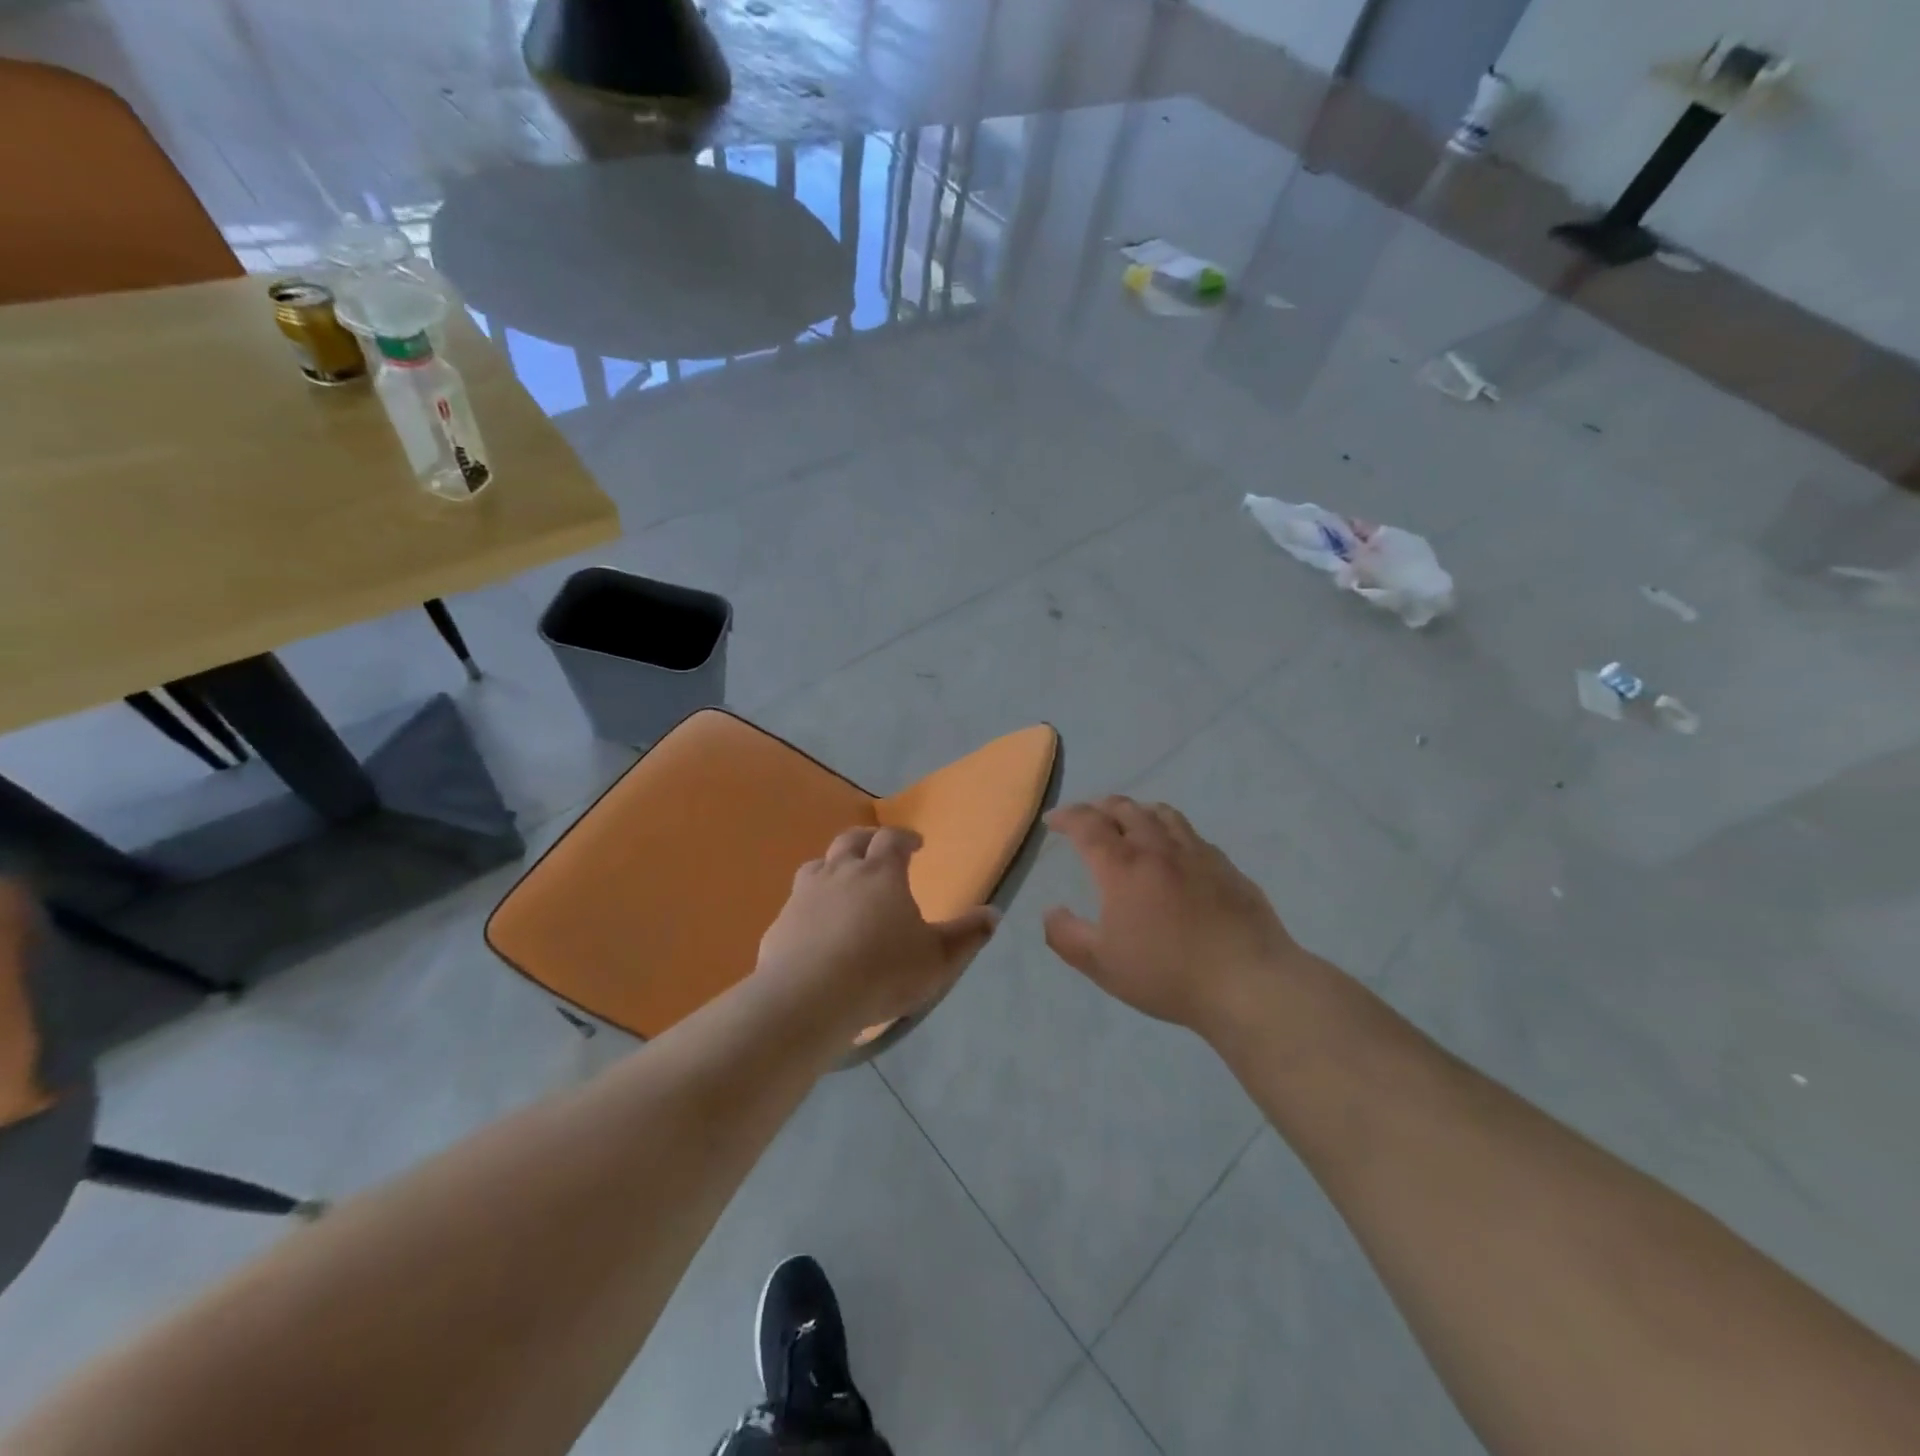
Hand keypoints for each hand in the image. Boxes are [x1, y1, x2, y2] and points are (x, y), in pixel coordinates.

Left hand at [756, 826, 999, 1037]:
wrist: (809, 999)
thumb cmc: (883, 972)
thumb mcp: (938, 959)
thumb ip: (967, 935)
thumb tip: (993, 914)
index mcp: (880, 873)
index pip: (892, 839)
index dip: (905, 837)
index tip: (916, 844)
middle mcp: (840, 873)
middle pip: (851, 840)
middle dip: (868, 840)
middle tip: (879, 850)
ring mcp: (805, 895)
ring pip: (818, 865)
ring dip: (833, 866)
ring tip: (843, 882)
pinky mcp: (780, 923)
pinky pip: (797, 903)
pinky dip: (810, 905)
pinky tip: (816, 927)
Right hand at [1043, 797, 1302, 1032]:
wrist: (1247, 981)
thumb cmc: (1166, 974)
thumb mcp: (1102, 965)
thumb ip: (1066, 936)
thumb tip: (1051, 911)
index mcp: (1122, 866)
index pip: (1087, 825)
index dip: (1066, 817)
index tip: (1053, 820)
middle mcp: (1157, 848)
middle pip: (1124, 809)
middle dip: (1099, 807)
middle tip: (1088, 817)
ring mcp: (1196, 853)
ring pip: (1162, 814)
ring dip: (1137, 810)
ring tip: (1130, 820)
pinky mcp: (1226, 866)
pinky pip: (1191, 834)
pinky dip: (1171, 831)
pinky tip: (1175, 850)